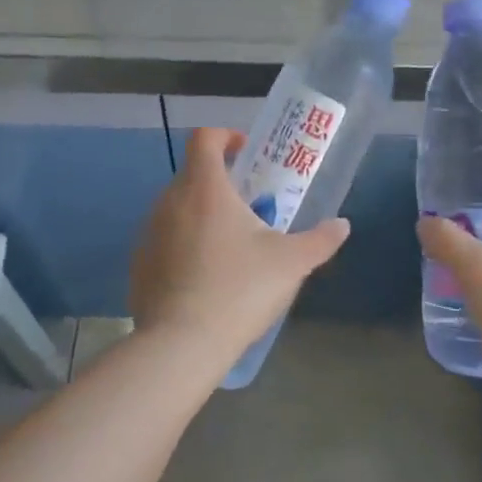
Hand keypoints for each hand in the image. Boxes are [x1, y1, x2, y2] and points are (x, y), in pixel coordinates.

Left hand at [131, 127, 349, 361]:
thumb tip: (342, 225)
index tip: (247, 152)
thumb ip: (321, 240)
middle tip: (250, 206)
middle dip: (221, 182)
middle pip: (193, 174)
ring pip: (177, 208)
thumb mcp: (292, 263)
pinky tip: (205, 277)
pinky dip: (184, 244)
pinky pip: (164, 239)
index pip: (205, 138)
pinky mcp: (139, 264)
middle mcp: (170, 201)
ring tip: (230, 245)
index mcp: (205, 189)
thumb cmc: (240, 290)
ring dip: (202, 214)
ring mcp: (149, 233)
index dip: (226, 136)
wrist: (182, 345)